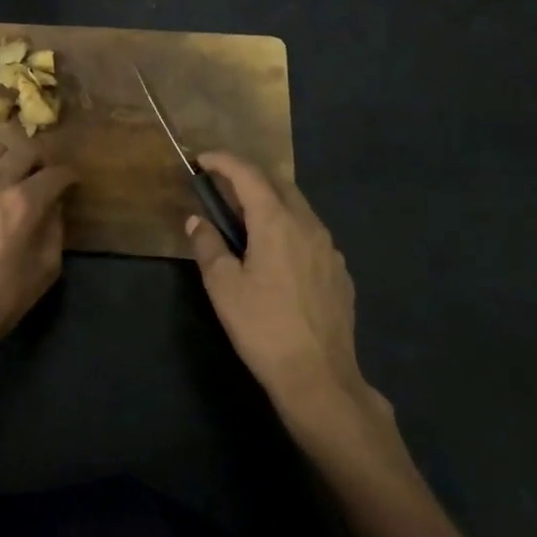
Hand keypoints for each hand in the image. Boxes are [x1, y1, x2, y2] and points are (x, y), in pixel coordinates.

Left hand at [0, 145, 76, 359]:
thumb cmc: (1, 299)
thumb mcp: (45, 269)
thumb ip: (55, 229)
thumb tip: (54, 206)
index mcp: (24, 203)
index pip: (56, 173)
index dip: (70, 176)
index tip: (73, 183)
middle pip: (25, 150)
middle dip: (42, 161)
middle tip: (45, 178)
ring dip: (11, 159)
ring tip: (14, 178)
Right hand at [185, 153, 387, 438]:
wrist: (318, 376)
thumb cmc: (263, 327)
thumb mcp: (223, 287)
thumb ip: (208, 246)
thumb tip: (197, 222)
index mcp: (277, 223)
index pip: (249, 175)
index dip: (223, 161)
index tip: (202, 160)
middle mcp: (309, 226)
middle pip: (279, 184)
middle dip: (249, 176)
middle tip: (222, 186)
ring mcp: (330, 249)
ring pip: (299, 208)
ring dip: (271, 201)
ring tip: (246, 217)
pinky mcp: (339, 272)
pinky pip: (311, 234)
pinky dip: (289, 227)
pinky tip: (276, 253)